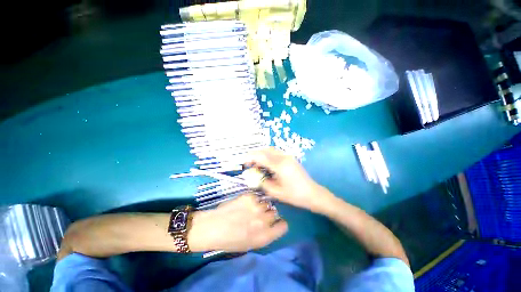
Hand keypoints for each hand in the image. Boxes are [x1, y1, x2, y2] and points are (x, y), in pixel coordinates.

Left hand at [188, 194, 287, 251]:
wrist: (212, 227)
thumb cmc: (229, 241)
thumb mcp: (250, 244)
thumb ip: (265, 234)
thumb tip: (272, 224)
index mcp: (264, 236)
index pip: (283, 226)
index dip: (279, 223)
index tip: (275, 222)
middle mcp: (263, 221)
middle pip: (275, 212)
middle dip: (268, 214)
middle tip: (258, 215)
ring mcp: (256, 206)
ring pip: (266, 203)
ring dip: (260, 206)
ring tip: (250, 209)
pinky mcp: (249, 196)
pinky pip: (257, 197)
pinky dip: (252, 200)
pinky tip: (243, 204)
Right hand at [246, 147, 332, 212]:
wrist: (313, 193)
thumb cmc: (295, 195)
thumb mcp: (276, 192)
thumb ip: (263, 183)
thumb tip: (253, 177)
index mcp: (280, 165)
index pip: (261, 156)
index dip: (250, 157)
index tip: (244, 162)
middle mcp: (284, 157)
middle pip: (266, 150)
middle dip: (255, 154)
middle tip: (249, 163)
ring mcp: (288, 156)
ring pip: (271, 150)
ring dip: (262, 154)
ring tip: (256, 164)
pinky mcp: (290, 158)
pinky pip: (276, 153)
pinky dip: (268, 155)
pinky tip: (266, 164)